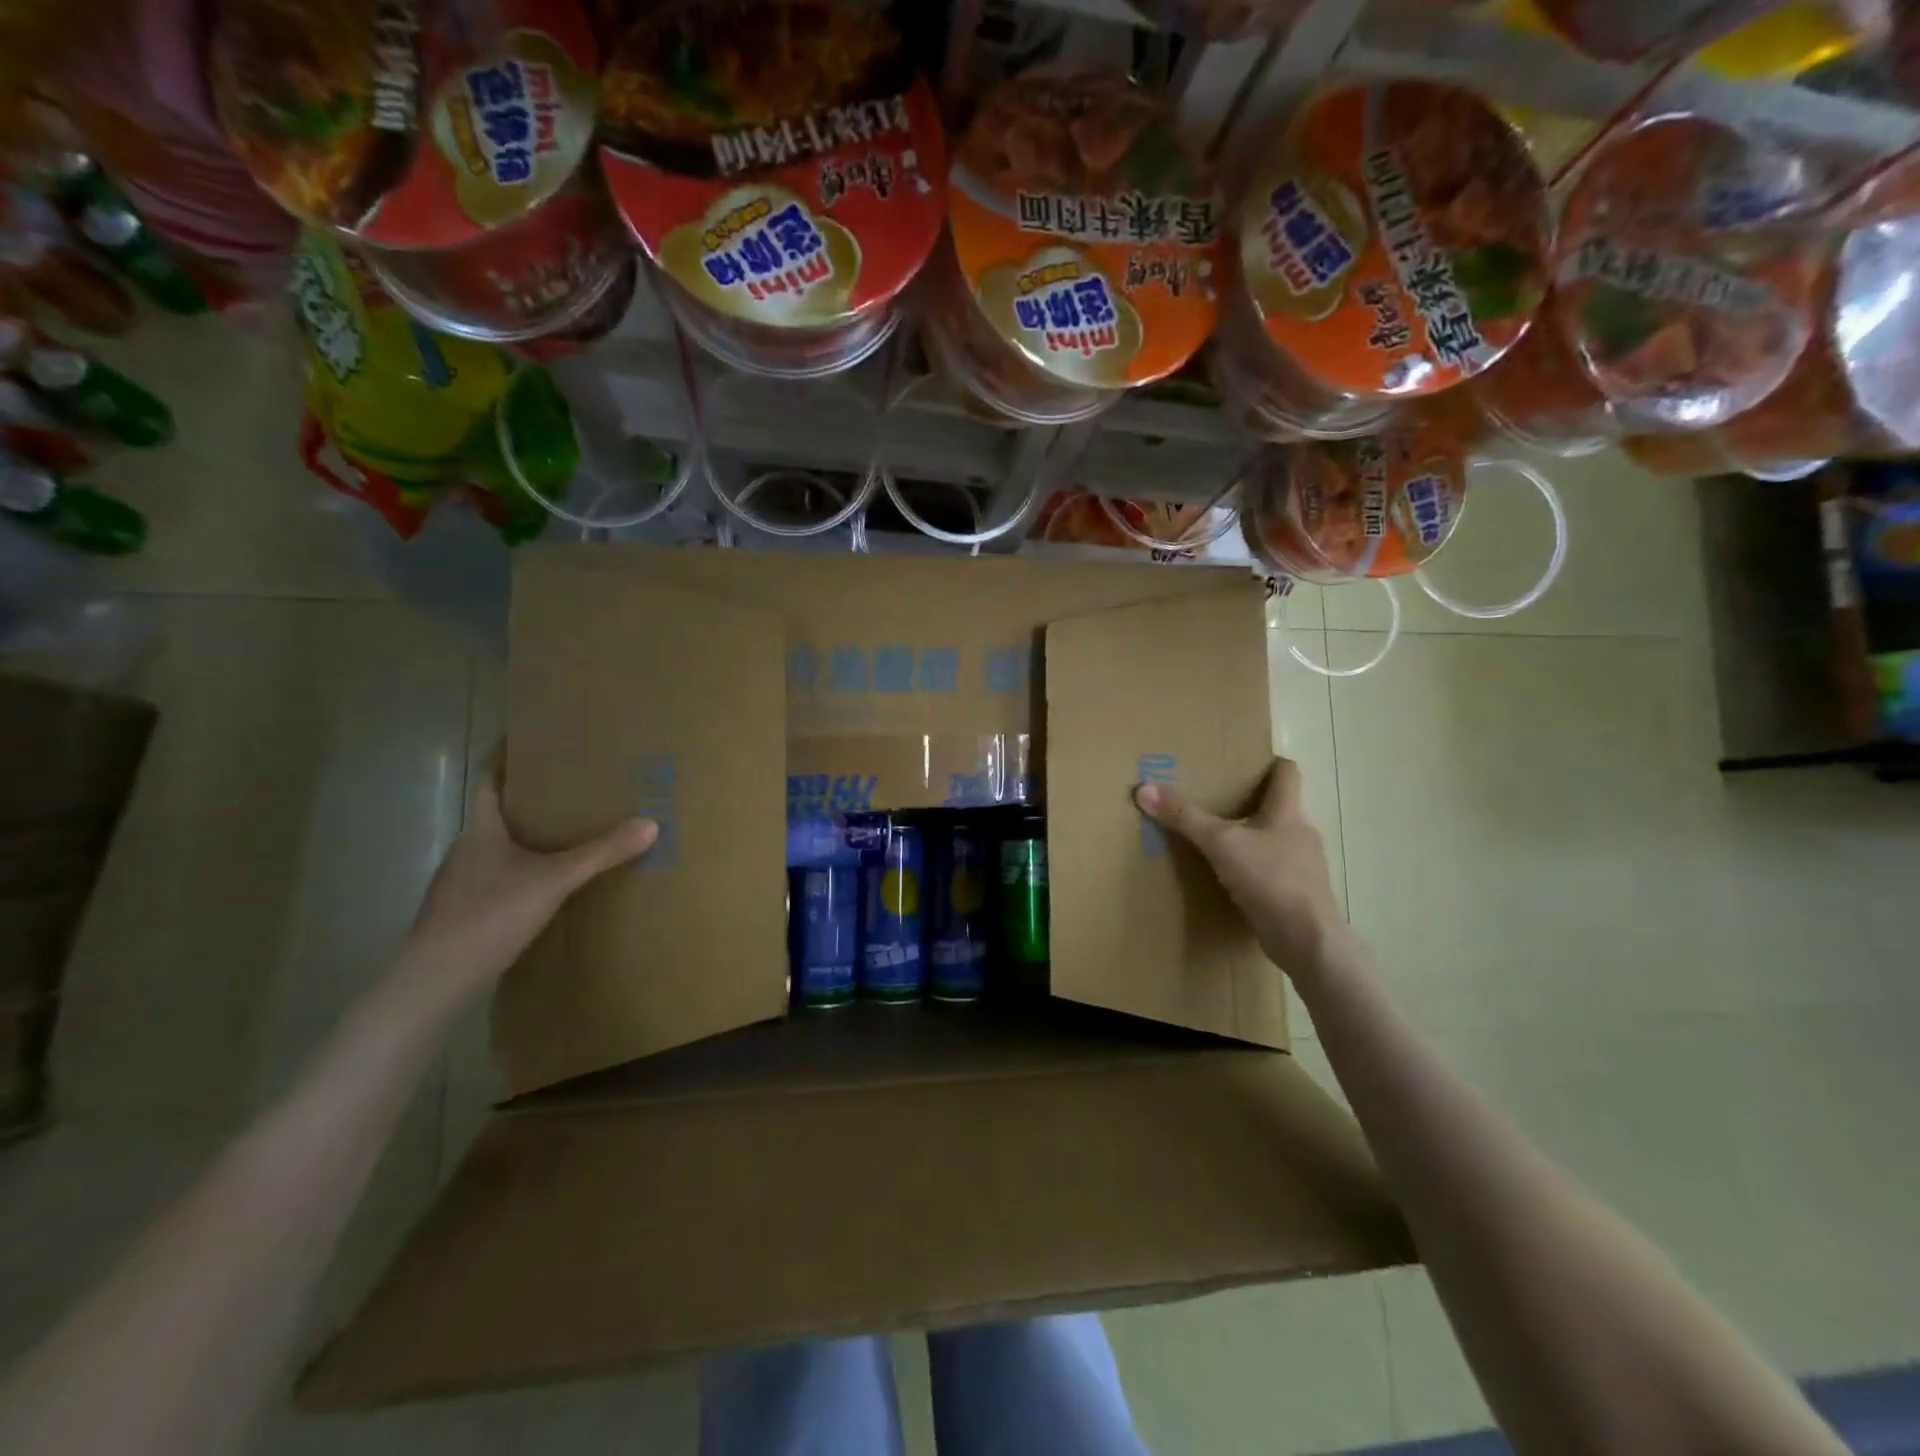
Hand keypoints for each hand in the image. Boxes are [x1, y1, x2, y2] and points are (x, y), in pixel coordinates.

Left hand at [399, 755, 656, 1004]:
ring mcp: (461, 884)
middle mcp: (466, 850)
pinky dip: (522, 870)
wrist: (434, 982)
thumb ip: (601, 853)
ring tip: (565, 832)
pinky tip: (545, 884)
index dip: (504, 757)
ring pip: (498, 848)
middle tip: (569, 785)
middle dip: (528, 797)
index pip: (488, 780)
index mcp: (480, 830)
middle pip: (496, 813)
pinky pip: (498, 877)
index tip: (525, 737)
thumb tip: (651, 823)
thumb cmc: (489, 915)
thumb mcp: (554, 880)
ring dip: (526, 836)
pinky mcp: (464, 913)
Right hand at [1134, 757, 1346, 982]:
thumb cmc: (1270, 879)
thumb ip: (1184, 817)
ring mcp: (1304, 867)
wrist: (1307, 940)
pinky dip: (1255, 871)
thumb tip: (1144, 788)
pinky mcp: (1298, 896)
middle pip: (1279, 808)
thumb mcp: (1220, 844)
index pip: (1287, 774)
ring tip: (1220, 843)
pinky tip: (1233, 880)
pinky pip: (1274, 873)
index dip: (1270, 764)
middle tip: (1218, 801)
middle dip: (1252, 804)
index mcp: (1288, 813)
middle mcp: (1301, 834)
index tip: (1246, 762)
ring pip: (1276, 842)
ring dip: (1253, 840)